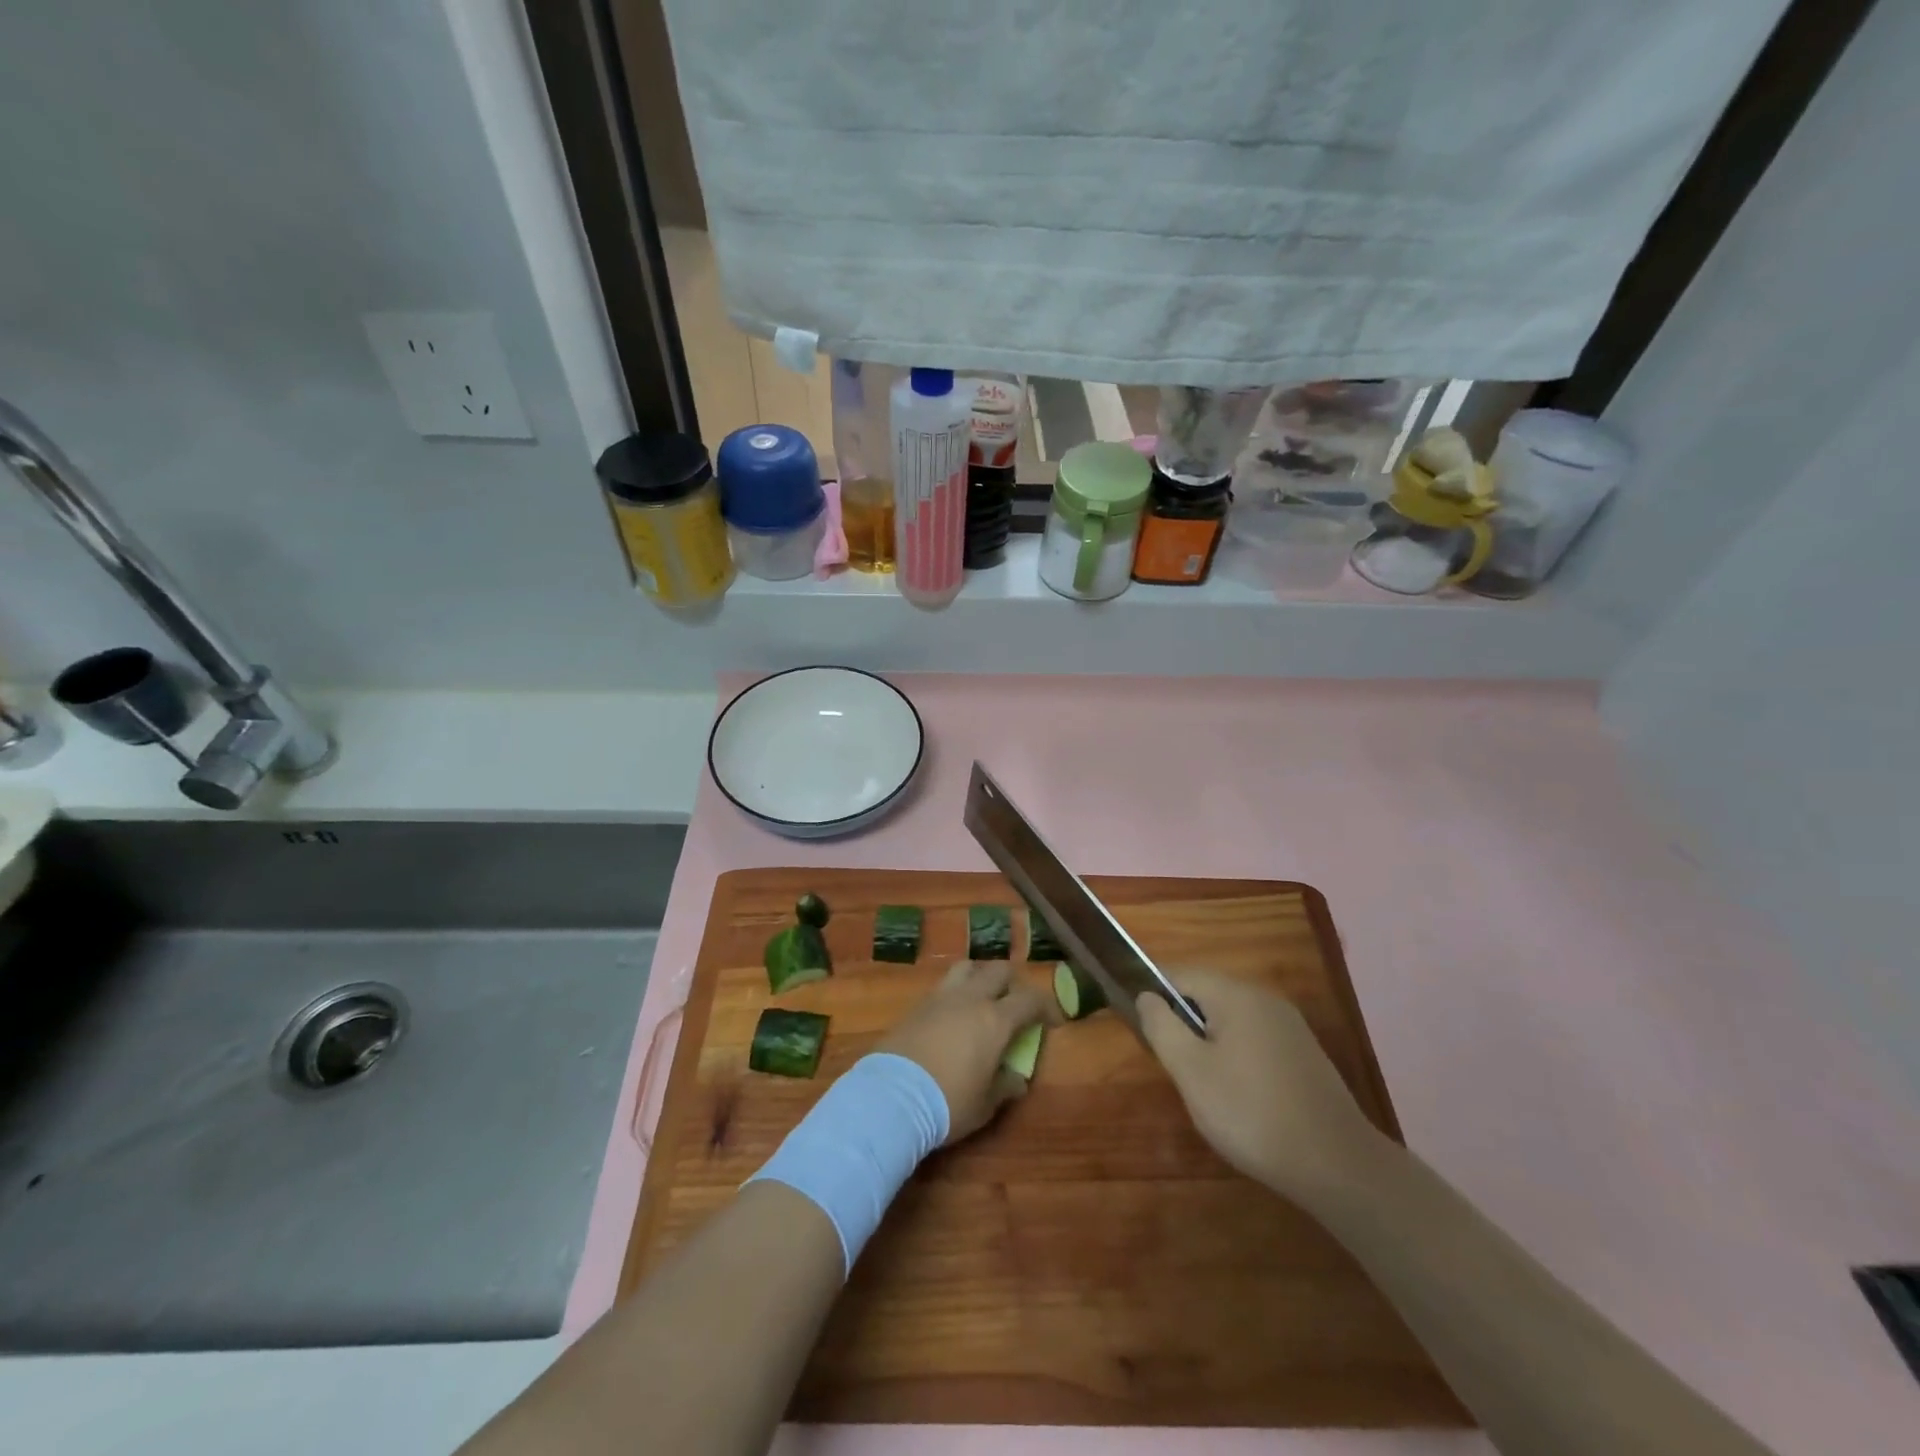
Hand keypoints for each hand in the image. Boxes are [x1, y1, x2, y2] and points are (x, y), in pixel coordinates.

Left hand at [877, 960, 1057, 1142]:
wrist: (892, 1097)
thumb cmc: (948, 1103)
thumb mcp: (985, 1105)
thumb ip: (1004, 1086)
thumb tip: (1016, 1079)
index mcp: (995, 1020)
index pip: (1030, 999)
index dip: (1046, 1006)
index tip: (1052, 1021)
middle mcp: (970, 999)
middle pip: (998, 970)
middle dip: (1013, 983)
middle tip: (1016, 1004)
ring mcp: (941, 997)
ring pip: (968, 967)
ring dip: (981, 976)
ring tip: (982, 998)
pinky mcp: (916, 1005)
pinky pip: (943, 986)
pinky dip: (955, 992)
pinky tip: (953, 1014)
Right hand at [1138, 971, 1384, 1206]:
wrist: (1338, 1166)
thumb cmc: (1251, 1113)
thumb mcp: (1191, 1071)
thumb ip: (1162, 1026)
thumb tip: (1147, 996)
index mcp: (1235, 993)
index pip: (1179, 974)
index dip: (1153, 995)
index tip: (1141, 1030)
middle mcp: (1264, 997)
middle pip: (1206, 994)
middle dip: (1182, 1021)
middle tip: (1171, 1064)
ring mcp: (1289, 1025)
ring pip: (1231, 1018)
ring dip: (1208, 1041)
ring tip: (1201, 1084)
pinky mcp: (1304, 1053)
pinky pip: (1254, 1038)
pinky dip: (1235, 1055)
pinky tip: (1238, 1094)